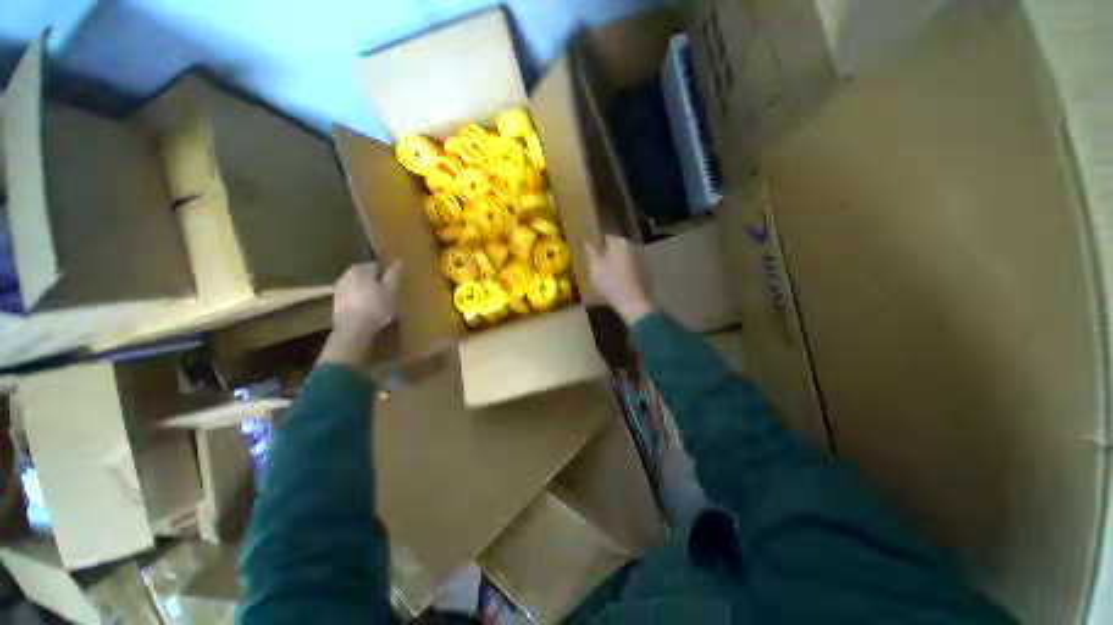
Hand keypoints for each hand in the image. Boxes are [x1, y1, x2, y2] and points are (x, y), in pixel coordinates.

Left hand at [319, 262, 401, 365]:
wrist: (353, 329)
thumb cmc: (376, 307)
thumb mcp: (391, 291)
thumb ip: (394, 275)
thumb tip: (398, 262)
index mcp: (360, 269)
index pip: (377, 267)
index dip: (386, 277)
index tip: (391, 288)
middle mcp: (346, 274)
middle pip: (365, 276)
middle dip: (374, 283)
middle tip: (385, 296)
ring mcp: (339, 288)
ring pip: (357, 286)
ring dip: (366, 291)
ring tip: (375, 304)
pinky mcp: (336, 300)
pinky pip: (351, 295)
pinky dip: (358, 299)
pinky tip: (365, 310)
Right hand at [586, 236, 652, 324]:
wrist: (632, 303)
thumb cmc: (610, 282)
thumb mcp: (594, 266)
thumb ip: (590, 250)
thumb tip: (587, 240)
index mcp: (620, 242)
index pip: (604, 238)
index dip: (595, 248)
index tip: (590, 259)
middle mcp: (632, 247)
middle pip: (614, 248)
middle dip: (605, 256)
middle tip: (596, 269)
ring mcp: (640, 260)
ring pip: (621, 259)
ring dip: (614, 265)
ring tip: (605, 278)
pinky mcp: (643, 272)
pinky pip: (628, 269)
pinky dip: (622, 273)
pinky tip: (616, 283)